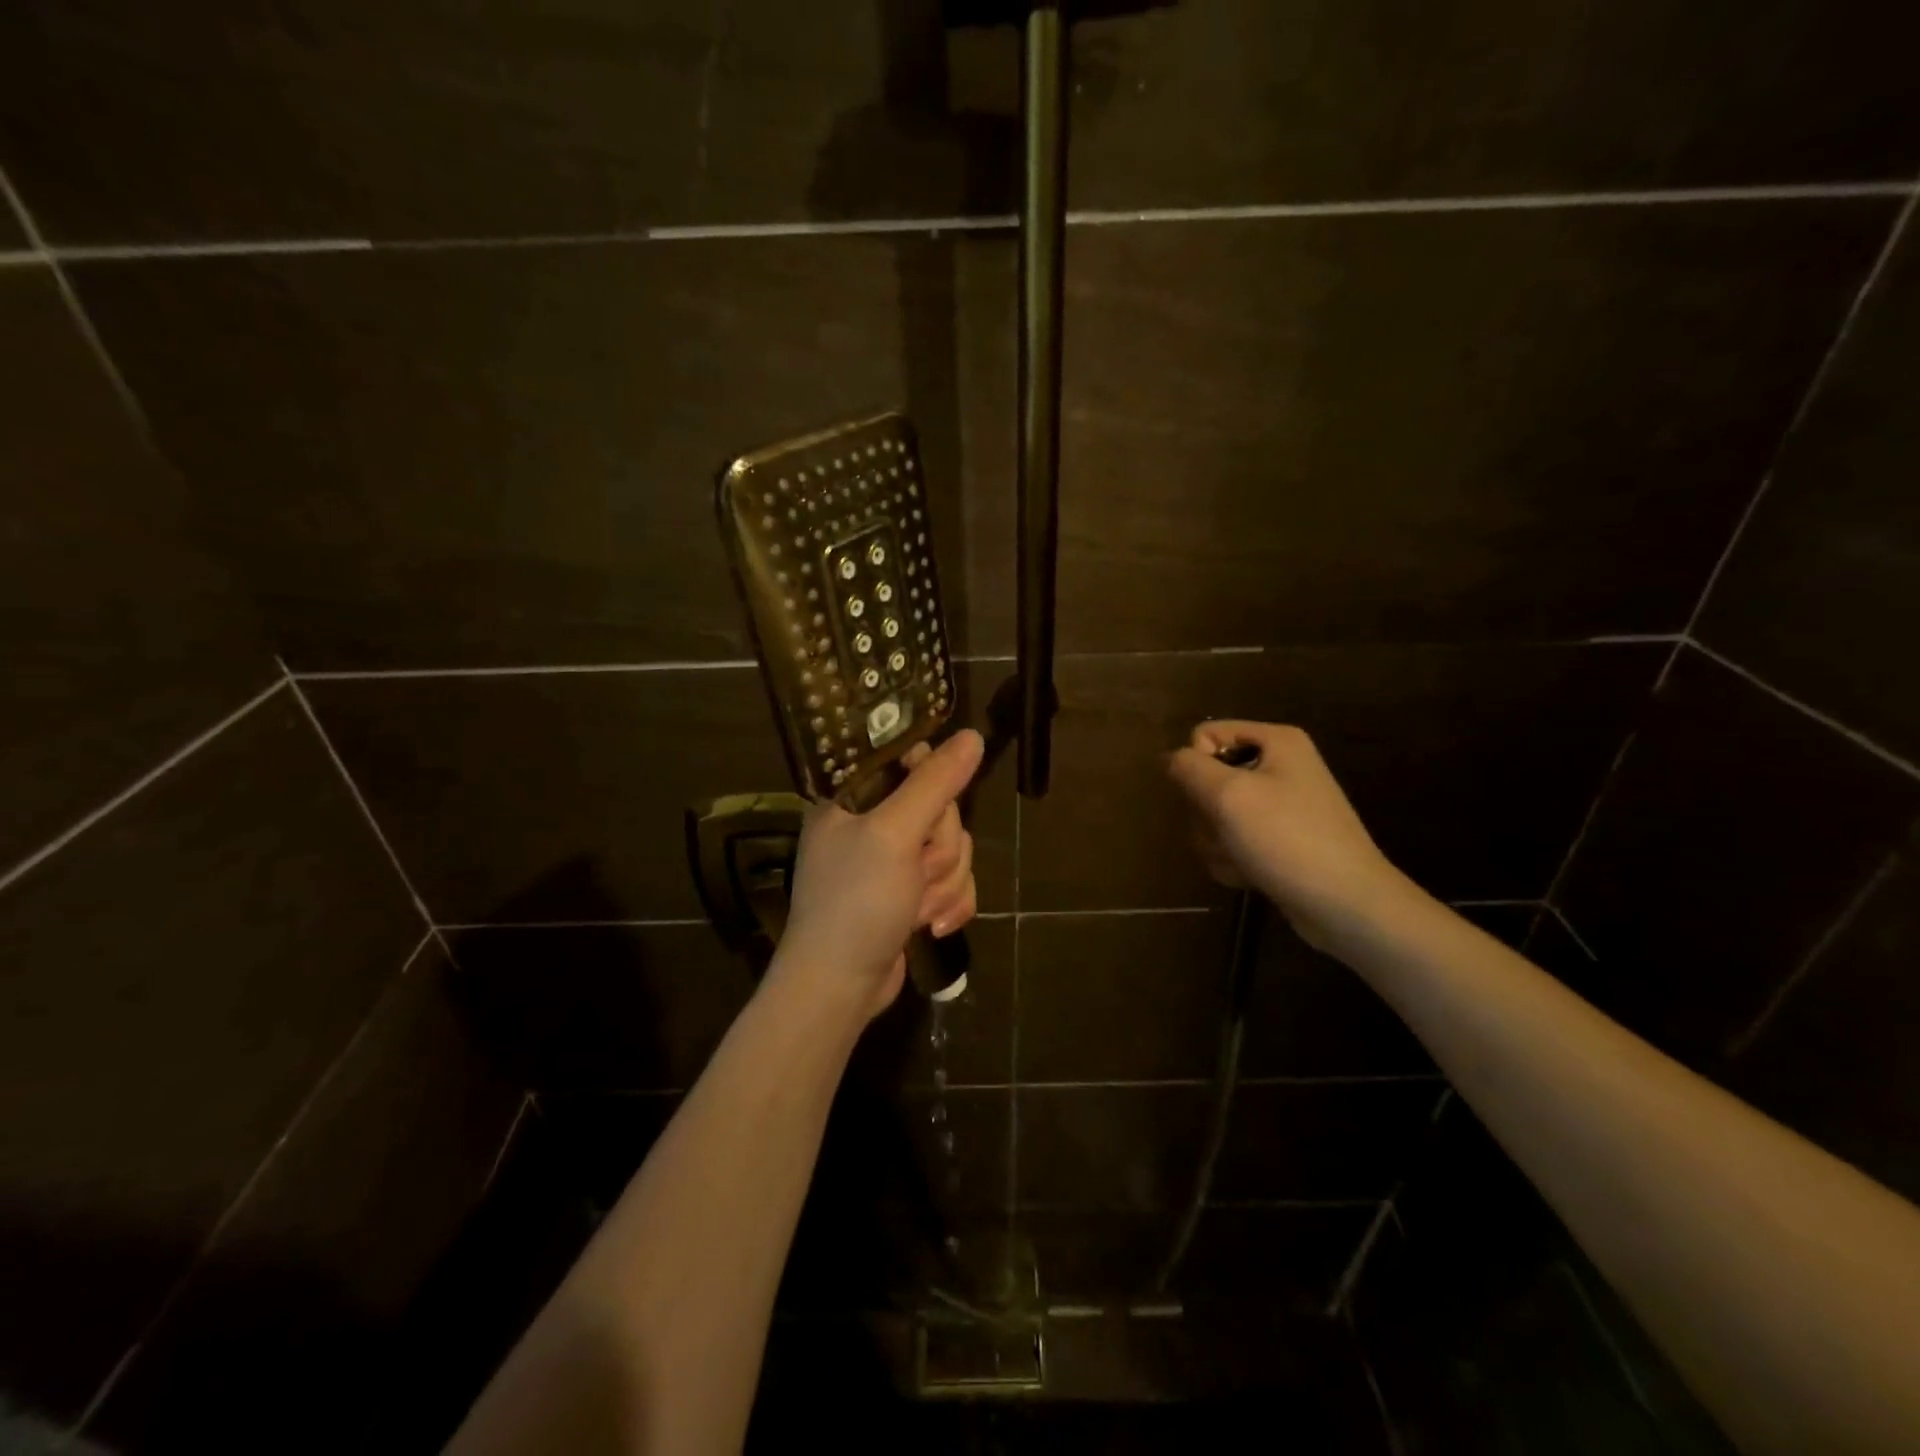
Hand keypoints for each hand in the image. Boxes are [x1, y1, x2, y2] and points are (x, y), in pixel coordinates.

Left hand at [775, 729, 983, 1017]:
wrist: (839, 988)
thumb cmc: (856, 902)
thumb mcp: (894, 834)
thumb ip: (934, 783)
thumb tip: (973, 736)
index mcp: (852, 796)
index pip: (907, 757)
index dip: (931, 778)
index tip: (930, 807)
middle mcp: (871, 822)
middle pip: (942, 807)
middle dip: (941, 849)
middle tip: (916, 872)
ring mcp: (892, 860)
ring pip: (954, 846)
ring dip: (945, 882)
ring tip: (918, 910)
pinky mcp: (909, 892)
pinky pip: (953, 880)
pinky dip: (950, 903)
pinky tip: (931, 927)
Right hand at [1166, 721, 1406, 951]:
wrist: (1345, 904)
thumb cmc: (1287, 839)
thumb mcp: (1229, 795)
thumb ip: (1189, 768)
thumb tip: (1169, 758)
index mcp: (1276, 741)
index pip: (1205, 735)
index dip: (1196, 765)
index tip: (1213, 797)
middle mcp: (1280, 766)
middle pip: (1208, 777)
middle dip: (1206, 811)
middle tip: (1225, 832)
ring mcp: (1280, 806)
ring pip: (1216, 813)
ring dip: (1215, 840)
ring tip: (1239, 859)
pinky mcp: (1278, 840)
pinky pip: (1234, 839)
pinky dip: (1232, 857)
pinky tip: (1247, 874)